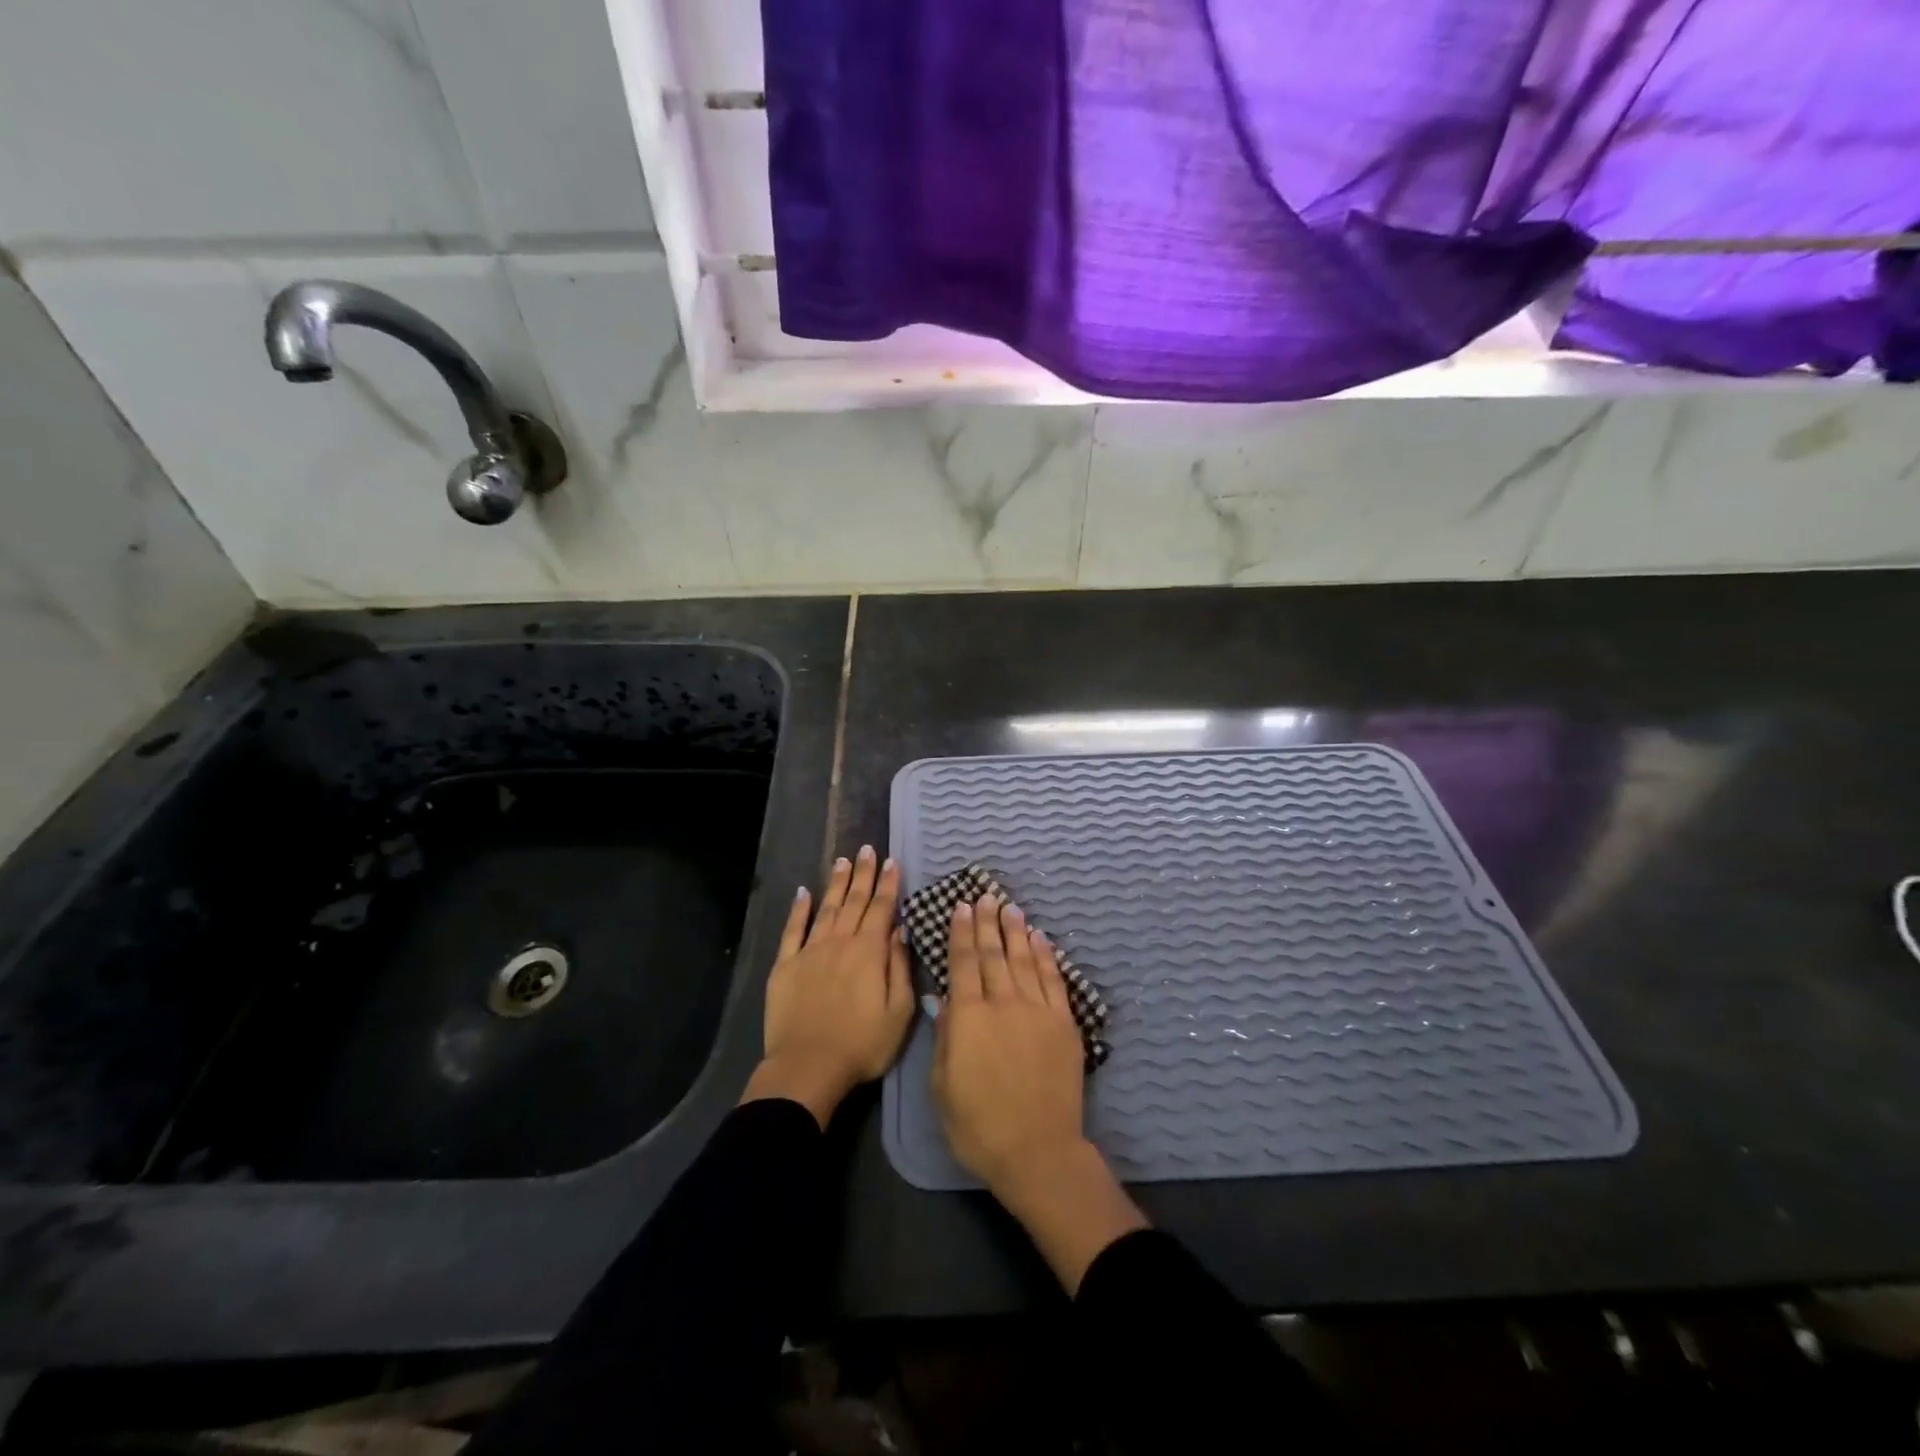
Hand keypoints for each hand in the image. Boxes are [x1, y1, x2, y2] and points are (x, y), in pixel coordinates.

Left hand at [741, 845, 913, 1127]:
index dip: (888, 884)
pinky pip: (793, 930)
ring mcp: (810, 951)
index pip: (881, 909)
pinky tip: (803, 893)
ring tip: (843, 861)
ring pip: (827, 908)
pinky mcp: (786, 965)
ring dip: (836, 884)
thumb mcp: (899, 1012)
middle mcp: (840, 942)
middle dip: (863, 874)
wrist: (808, 1067)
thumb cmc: (862, 1044)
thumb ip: (900, 967)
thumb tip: (900, 931)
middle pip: (854, 901)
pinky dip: (798, 909)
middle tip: (868, 849)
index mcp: (870, 952)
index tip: (892, 861)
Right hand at [932, 895, 1146, 1291]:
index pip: (964, 964)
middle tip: (984, 896)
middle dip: (987, 923)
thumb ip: (945, 1037)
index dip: (961, 934)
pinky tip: (1040, 939)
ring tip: (1010, 907)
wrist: (1037, 1150)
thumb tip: (944, 1000)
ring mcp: (1037, 1010)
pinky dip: (1046, 956)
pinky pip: (1054, 980)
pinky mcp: (1064, 1023)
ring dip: (1016, 931)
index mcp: (969, 1017)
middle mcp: (1003, 1003)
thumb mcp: (942, 1086)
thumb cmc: (978, 1125)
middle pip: (993, 954)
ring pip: (1024, 960)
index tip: (961, 908)